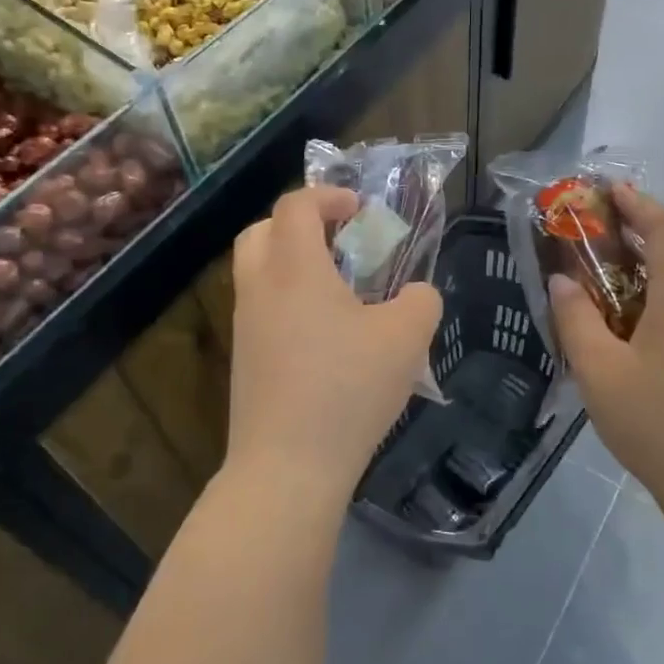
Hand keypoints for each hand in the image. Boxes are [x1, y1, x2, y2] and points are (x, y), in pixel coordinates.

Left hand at [228, 187, 441, 504]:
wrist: (287, 468)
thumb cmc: (348, 389)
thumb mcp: (407, 338)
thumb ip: (420, 301)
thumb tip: (415, 295)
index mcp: (294, 269)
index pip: (296, 205)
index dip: (329, 195)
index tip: (360, 209)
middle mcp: (260, 288)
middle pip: (261, 231)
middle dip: (299, 224)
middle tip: (339, 241)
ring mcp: (245, 327)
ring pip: (257, 271)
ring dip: (292, 263)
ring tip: (339, 290)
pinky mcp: (243, 362)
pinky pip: (261, 309)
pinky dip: (288, 301)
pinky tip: (325, 336)